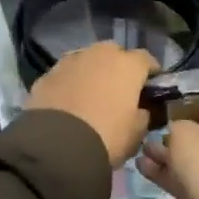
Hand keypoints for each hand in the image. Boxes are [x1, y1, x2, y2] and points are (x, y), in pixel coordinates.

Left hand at [25, 43, 158, 167]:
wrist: (57, 145)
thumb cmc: (107, 136)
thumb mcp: (136, 132)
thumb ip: (143, 115)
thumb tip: (140, 109)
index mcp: (127, 65)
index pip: (146, 59)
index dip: (150, 72)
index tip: (151, 87)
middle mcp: (99, 54)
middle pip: (114, 53)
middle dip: (118, 66)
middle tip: (119, 89)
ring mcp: (70, 61)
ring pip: (86, 59)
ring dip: (92, 71)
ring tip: (91, 94)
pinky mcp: (47, 74)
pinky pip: (65, 74)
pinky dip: (70, 83)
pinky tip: (68, 101)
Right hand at [136, 108, 198, 198]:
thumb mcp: (184, 133)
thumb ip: (176, 126)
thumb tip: (176, 131)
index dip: (192, 105)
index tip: (171, 107)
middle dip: (176, 135)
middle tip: (152, 132)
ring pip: (195, 160)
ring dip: (168, 156)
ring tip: (141, 150)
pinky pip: (191, 179)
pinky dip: (169, 174)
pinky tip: (143, 167)